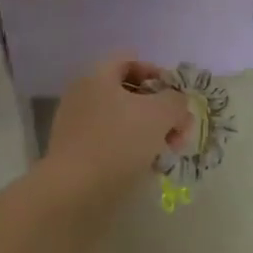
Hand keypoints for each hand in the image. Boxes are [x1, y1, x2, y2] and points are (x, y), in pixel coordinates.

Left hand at [44, 56, 192, 195]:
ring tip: (166, 154)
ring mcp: (76, 126)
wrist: (74, 192)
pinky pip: (110, 144)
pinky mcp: (76, 154)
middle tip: (178, 132)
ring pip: (121, 121)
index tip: (176, 97)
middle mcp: (83, 95)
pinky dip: (130, 152)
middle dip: (158, 110)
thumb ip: (176, 101)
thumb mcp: (160, 114)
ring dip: (148, 133)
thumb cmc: (118, 142)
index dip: (157, 73)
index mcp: (98, 76)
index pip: (130, 60)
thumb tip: (177, 103)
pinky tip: (146, 169)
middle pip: (128, 93)